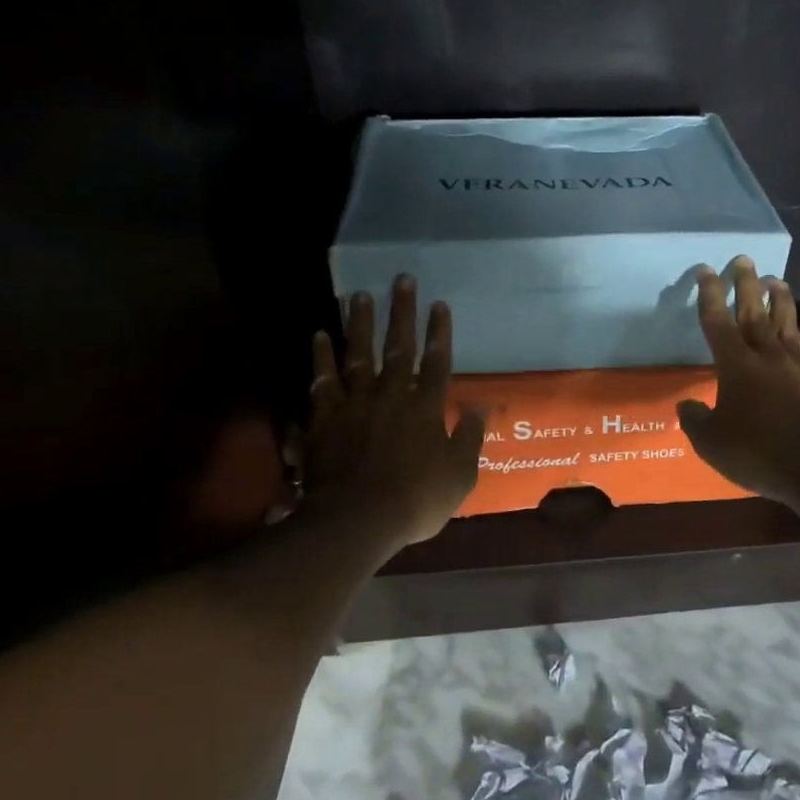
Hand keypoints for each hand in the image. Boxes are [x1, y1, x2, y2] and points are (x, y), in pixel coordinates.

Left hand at [305, 276, 484, 546]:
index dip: (439, 333)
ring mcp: (355, 404)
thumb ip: (469, 439)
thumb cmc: (416, 501)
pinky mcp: (325, 417)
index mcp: (426, 408)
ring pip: (358, 355)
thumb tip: (479, 409)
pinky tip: (320, 335)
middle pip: (398, 348)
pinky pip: (323, 380)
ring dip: (360, 323)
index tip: (439, 304)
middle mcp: (391, 396)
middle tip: (402, 279)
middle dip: (402, 313)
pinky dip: (321, 357)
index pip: (437, 363)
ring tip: (360, 295)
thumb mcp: (459, 477)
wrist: (357, 519)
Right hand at [677, 257, 799, 507]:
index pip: (717, 321)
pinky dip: (795, 337)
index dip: (709, 295)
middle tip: (744, 259)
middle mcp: (766, 357)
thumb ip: (696, 420)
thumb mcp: (711, 443)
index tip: (706, 270)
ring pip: (785, 324)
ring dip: (779, 300)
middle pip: (754, 312)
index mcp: (736, 365)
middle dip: (746, 284)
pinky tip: (796, 339)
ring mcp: (795, 368)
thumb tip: (687, 406)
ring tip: (777, 280)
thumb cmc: (757, 451)